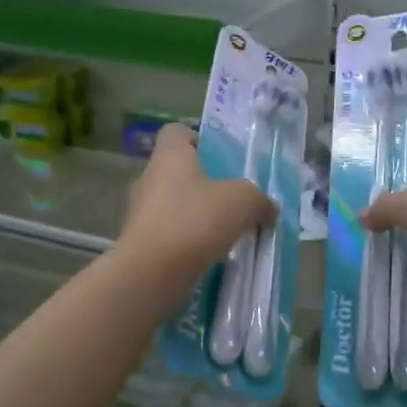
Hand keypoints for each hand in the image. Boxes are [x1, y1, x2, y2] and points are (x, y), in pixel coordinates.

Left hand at [117, 124, 276, 288]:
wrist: (150, 275)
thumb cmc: (195, 222)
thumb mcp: (243, 202)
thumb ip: (260, 200)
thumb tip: (267, 209)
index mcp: (169, 157)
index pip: (176, 132)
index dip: (199, 139)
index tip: (221, 159)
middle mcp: (149, 178)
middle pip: (178, 171)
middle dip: (205, 184)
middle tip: (233, 201)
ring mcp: (140, 213)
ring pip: (173, 205)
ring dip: (196, 215)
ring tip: (225, 232)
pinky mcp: (139, 243)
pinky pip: (168, 234)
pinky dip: (187, 241)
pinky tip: (209, 255)